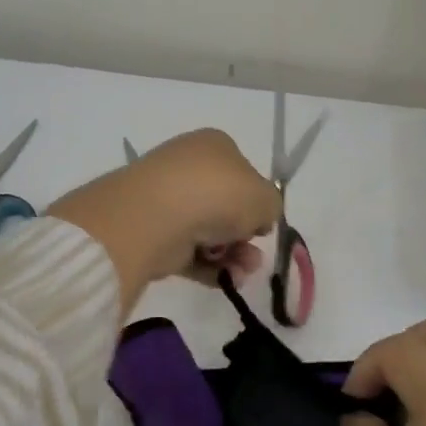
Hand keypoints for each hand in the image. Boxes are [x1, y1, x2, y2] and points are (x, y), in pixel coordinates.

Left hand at [48, 129, 281, 310]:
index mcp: (214, 146)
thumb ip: (271, 206)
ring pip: (209, 231)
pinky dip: (210, 267)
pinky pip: (189, 251)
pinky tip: (227, 280)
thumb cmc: (218, 194)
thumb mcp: (265, 197)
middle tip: (255, 252)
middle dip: (245, 234)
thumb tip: (257, 219)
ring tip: (243, 271)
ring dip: (233, 254)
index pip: (242, 171)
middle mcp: (189, 168)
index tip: (264, 222)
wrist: (156, 216)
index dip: (256, 199)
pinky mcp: (154, 233)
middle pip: (226, 205)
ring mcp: (168, 200)